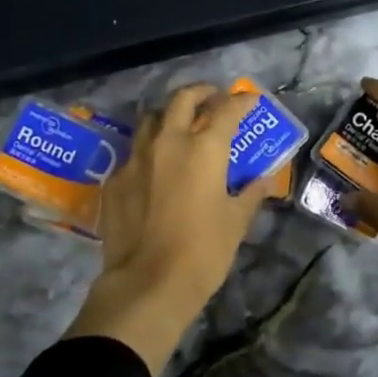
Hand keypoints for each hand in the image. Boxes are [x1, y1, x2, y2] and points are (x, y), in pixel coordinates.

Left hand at [64, 83, 273, 374]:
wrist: (148, 283)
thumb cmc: (203, 252)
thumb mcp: (236, 222)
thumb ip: (250, 194)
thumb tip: (262, 180)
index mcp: (204, 149)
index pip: (226, 110)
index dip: (241, 101)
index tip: (249, 99)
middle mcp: (168, 142)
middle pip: (182, 100)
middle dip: (200, 93)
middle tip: (212, 98)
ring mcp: (136, 159)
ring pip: (150, 120)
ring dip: (168, 117)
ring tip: (179, 127)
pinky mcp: (115, 180)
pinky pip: (133, 154)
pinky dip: (148, 152)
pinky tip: (154, 170)